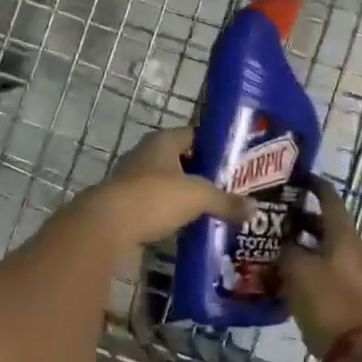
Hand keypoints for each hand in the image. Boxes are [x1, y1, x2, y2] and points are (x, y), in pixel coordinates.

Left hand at [77, 128, 249, 250]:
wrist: (106, 226)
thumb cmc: (154, 197)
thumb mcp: (198, 197)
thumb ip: (226, 201)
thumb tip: (256, 209)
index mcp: (163, 141)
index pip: (194, 134)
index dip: (215, 145)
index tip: (235, 160)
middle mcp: (145, 154)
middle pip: (180, 159)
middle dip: (202, 172)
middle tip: (229, 186)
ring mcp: (131, 180)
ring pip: (166, 182)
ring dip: (184, 194)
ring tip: (211, 208)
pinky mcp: (124, 205)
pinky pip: (155, 204)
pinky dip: (170, 212)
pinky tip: (187, 225)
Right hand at [282, 178, 361, 355]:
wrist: (355, 351)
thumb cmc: (327, 299)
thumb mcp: (298, 268)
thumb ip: (286, 249)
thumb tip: (281, 244)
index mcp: (342, 233)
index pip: (328, 198)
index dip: (312, 185)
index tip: (293, 178)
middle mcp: (347, 248)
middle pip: (322, 225)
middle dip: (297, 219)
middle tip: (268, 215)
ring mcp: (345, 274)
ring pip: (317, 251)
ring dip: (295, 247)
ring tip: (265, 245)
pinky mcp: (338, 296)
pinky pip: (315, 274)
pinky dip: (298, 271)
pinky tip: (274, 275)